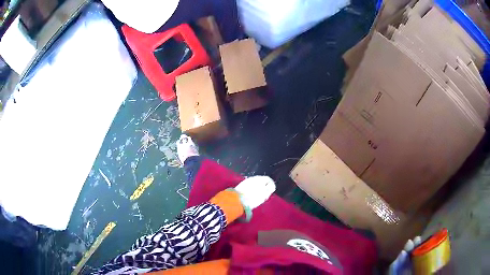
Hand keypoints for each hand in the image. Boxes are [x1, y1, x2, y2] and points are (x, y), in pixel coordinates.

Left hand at [234, 176, 275, 210]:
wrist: (237, 200)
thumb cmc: (253, 198)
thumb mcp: (265, 194)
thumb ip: (270, 188)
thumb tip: (272, 186)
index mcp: (260, 179)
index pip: (269, 179)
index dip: (271, 186)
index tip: (270, 193)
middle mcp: (253, 178)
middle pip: (261, 182)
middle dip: (264, 187)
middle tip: (264, 196)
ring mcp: (246, 181)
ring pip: (255, 184)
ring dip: (257, 189)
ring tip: (257, 197)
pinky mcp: (241, 186)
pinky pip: (249, 187)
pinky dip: (251, 191)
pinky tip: (250, 197)